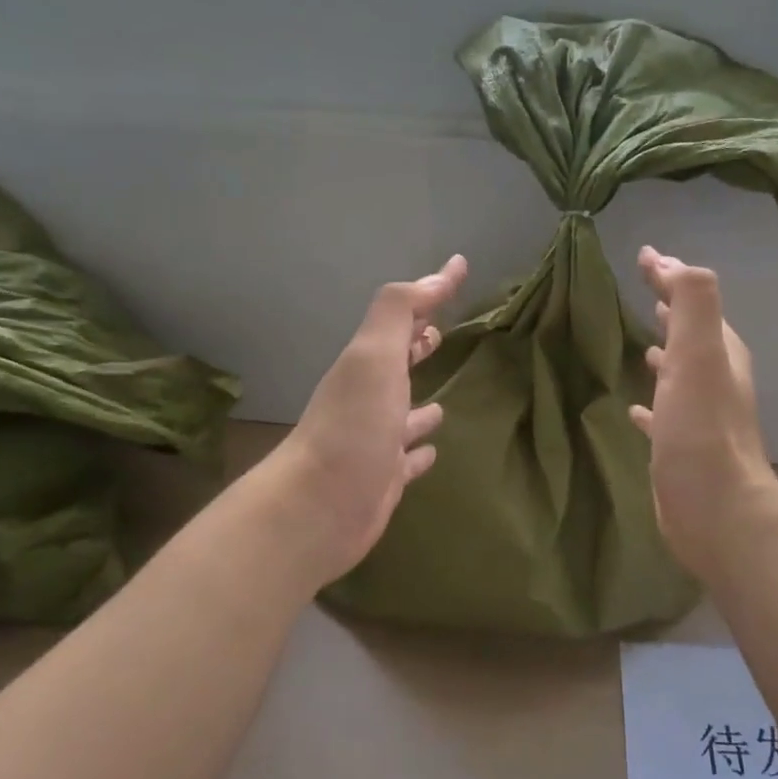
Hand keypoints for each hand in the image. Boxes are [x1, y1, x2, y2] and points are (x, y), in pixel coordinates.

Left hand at [264, 255, 467, 587]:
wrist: (318, 509)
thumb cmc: (352, 427)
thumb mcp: (374, 356)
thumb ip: (400, 312)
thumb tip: (441, 272)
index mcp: (368, 365)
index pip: (403, 318)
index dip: (431, 292)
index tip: (459, 270)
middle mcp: (368, 399)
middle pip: (397, 364)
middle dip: (417, 347)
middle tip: (442, 334)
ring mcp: (375, 441)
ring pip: (402, 415)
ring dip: (420, 406)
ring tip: (444, 403)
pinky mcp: (383, 479)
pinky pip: (407, 459)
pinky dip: (420, 451)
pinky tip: (433, 451)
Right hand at [629, 246, 777, 576]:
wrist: (715, 509)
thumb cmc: (701, 430)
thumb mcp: (698, 355)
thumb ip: (693, 303)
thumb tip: (672, 261)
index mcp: (719, 353)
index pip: (694, 301)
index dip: (670, 276)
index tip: (644, 256)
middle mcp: (715, 380)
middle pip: (691, 334)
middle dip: (670, 310)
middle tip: (646, 291)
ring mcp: (700, 416)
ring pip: (680, 373)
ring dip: (665, 354)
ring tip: (642, 343)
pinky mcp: (682, 447)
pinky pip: (665, 414)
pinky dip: (651, 403)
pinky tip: (634, 409)